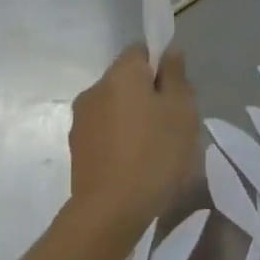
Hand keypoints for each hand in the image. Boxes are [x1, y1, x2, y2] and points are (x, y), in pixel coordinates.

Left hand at [68, 45, 199, 230]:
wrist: (111, 209)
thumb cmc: (156, 154)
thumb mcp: (182, 112)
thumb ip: (176, 77)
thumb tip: (169, 51)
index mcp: (121, 75)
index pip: (140, 50)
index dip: (161, 65)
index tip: (177, 91)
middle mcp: (94, 90)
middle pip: (127, 80)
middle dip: (149, 94)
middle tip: (174, 123)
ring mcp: (81, 120)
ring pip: (115, 107)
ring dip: (134, 118)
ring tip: (155, 148)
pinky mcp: (77, 147)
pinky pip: (105, 131)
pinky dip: (121, 139)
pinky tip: (136, 164)